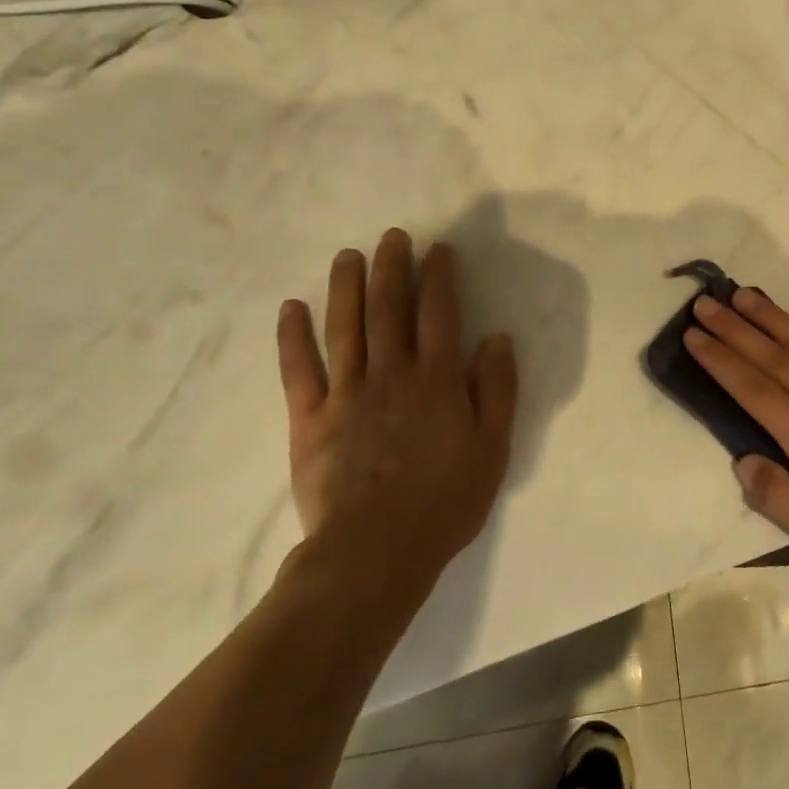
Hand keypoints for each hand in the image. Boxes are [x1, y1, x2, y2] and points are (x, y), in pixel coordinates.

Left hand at [276, 229, 516, 590]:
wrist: (374, 552)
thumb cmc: (444, 502)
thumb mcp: (492, 448)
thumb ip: (497, 390)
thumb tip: (497, 338)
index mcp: (437, 380)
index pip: (440, 314)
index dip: (439, 277)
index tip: (438, 249)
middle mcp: (392, 374)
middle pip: (390, 309)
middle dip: (392, 268)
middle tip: (392, 236)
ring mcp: (347, 393)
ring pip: (345, 327)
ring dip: (346, 287)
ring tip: (348, 256)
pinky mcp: (310, 418)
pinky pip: (299, 369)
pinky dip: (293, 336)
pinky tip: (291, 308)